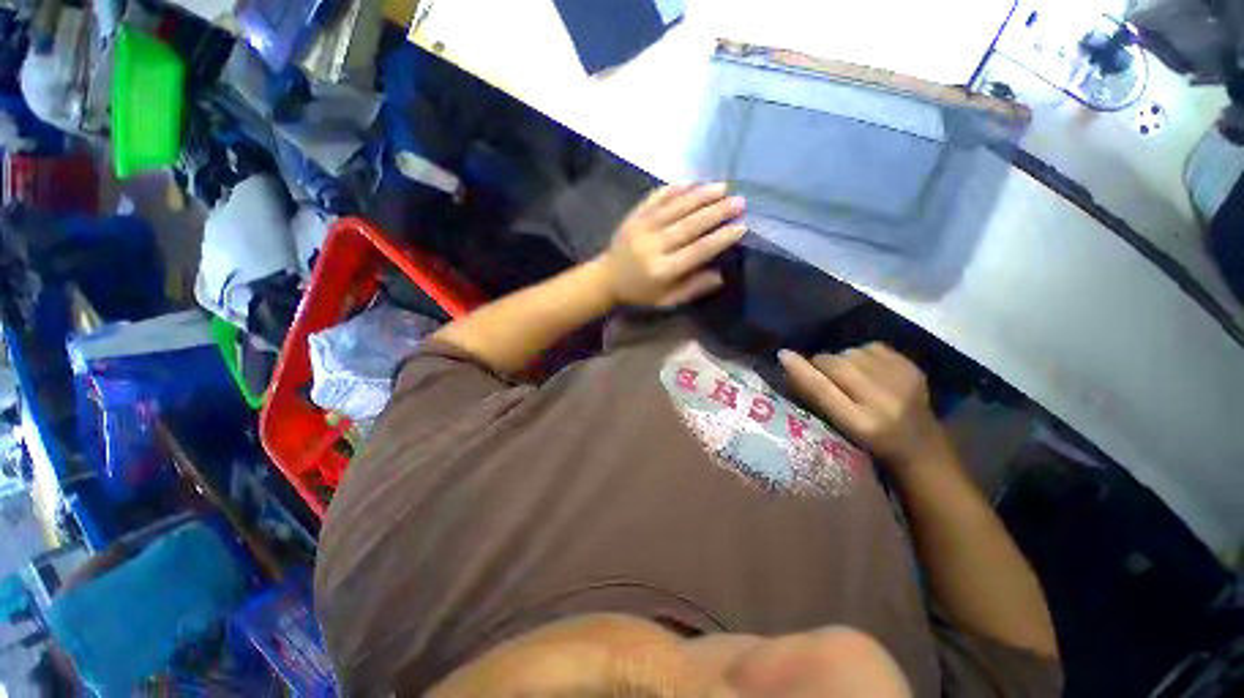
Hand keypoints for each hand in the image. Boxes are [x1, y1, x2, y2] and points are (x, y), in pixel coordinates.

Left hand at [599, 183, 747, 306]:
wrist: (607, 279)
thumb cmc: (640, 293)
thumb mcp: (667, 301)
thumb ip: (692, 288)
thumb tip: (721, 275)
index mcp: (662, 270)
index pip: (697, 251)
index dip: (720, 239)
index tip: (741, 227)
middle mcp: (653, 246)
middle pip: (689, 225)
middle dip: (716, 212)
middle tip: (739, 201)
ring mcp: (641, 228)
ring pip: (675, 208)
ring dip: (700, 195)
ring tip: (723, 187)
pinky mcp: (633, 217)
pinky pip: (655, 199)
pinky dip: (673, 189)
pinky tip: (691, 182)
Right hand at [779, 343, 951, 468]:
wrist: (920, 448)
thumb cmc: (867, 446)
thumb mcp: (837, 429)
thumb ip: (815, 399)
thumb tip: (789, 367)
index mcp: (859, 424)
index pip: (822, 389)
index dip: (800, 370)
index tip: (783, 354)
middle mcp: (882, 402)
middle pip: (836, 365)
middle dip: (819, 363)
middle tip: (817, 371)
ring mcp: (902, 383)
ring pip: (851, 352)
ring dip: (840, 359)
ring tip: (845, 374)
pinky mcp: (913, 369)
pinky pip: (871, 347)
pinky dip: (861, 354)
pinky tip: (866, 369)